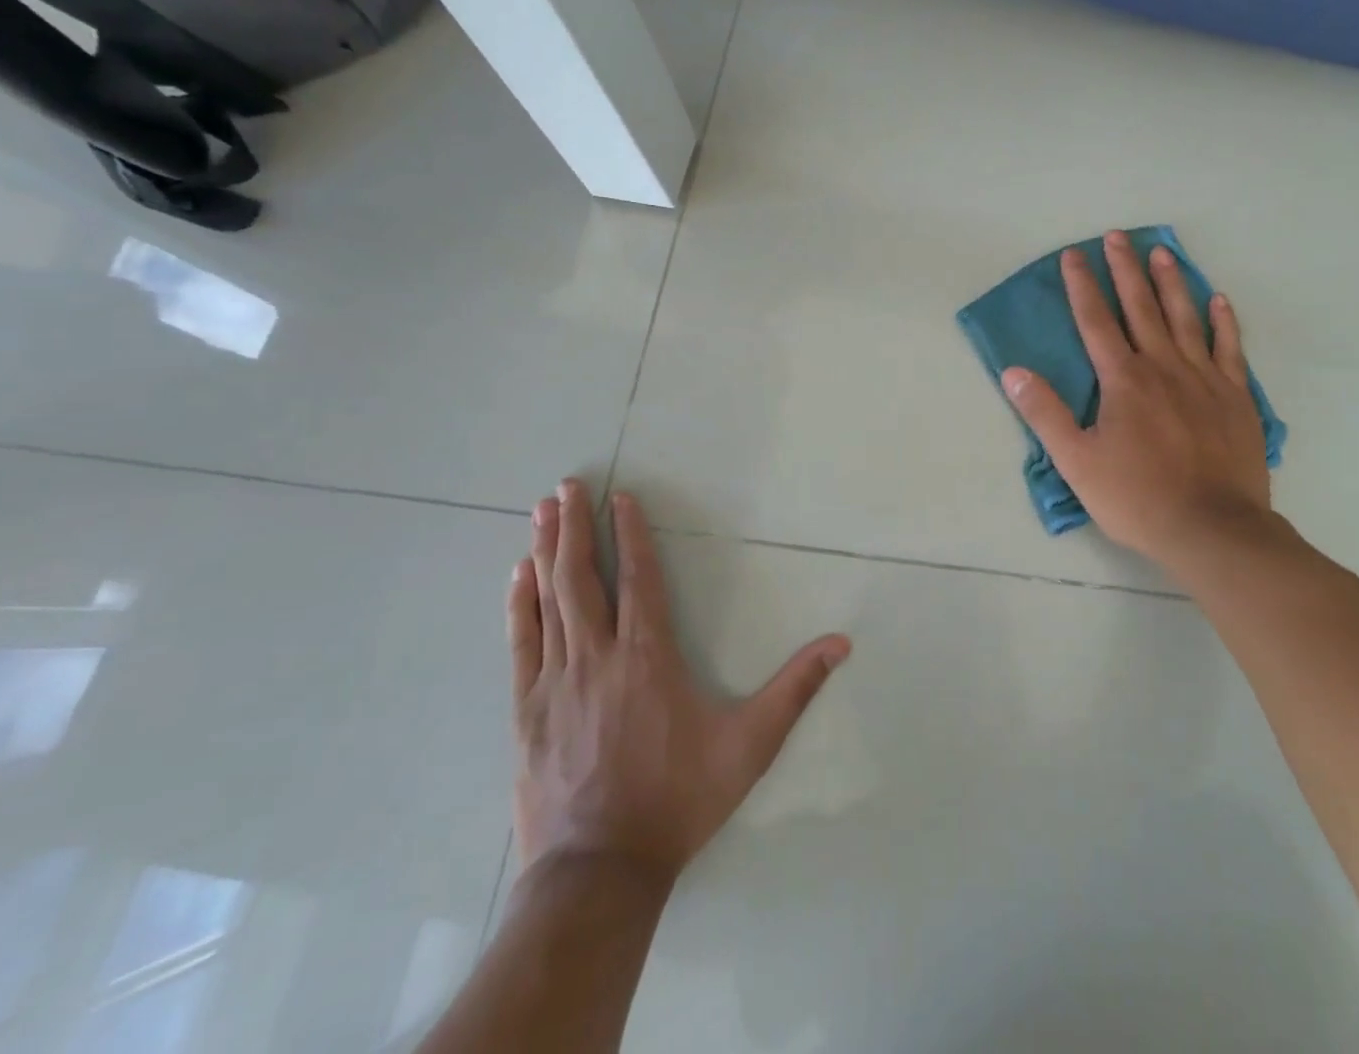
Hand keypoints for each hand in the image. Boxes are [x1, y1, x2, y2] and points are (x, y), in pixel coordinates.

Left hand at [508, 480, 849, 885]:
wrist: (600, 873)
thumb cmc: (679, 799)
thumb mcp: (751, 744)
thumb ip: (795, 688)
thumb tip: (842, 643)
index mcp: (649, 656)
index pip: (639, 578)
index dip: (629, 533)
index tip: (620, 496)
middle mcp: (599, 656)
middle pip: (583, 578)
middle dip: (575, 526)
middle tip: (565, 484)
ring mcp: (557, 682)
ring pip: (549, 602)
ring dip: (544, 552)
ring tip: (540, 511)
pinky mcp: (528, 711)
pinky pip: (522, 644)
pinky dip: (519, 606)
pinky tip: (517, 576)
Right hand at [1001, 231, 1275, 567]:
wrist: (1212, 528)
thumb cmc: (1137, 497)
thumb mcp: (1077, 461)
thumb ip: (1045, 414)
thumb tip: (1014, 372)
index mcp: (1123, 380)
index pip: (1095, 321)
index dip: (1081, 285)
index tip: (1073, 254)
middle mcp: (1163, 367)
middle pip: (1140, 308)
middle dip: (1124, 270)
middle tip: (1117, 236)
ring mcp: (1204, 378)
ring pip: (1185, 318)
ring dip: (1171, 283)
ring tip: (1161, 251)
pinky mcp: (1235, 396)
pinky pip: (1229, 348)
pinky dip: (1223, 322)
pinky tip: (1217, 299)